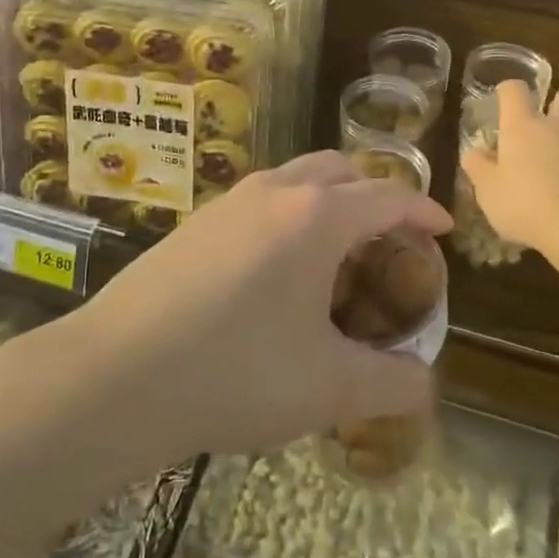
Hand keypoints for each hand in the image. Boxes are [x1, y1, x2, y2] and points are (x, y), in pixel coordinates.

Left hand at [72, 152, 452, 460]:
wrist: (116, 374)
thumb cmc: (236, 373)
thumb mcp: (328, 387)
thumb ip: (391, 383)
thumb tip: (423, 382)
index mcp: (318, 217)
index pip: (388, 196)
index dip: (422, 210)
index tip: (442, 229)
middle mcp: (276, 191)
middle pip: (341, 170)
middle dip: (373, 195)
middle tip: (388, 241)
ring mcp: (230, 201)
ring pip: (296, 179)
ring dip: (327, 201)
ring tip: (335, 254)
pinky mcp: (197, 221)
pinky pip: (261, 200)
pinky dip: (288, 215)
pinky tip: (276, 270)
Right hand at [459, 84, 558, 255]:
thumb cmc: (526, 204)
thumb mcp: (488, 190)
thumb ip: (478, 167)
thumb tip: (473, 153)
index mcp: (522, 126)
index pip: (515, 89)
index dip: (507, 91)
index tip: (502, 103)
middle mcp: (557, 128)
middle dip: (558, 103)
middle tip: (544, 126)